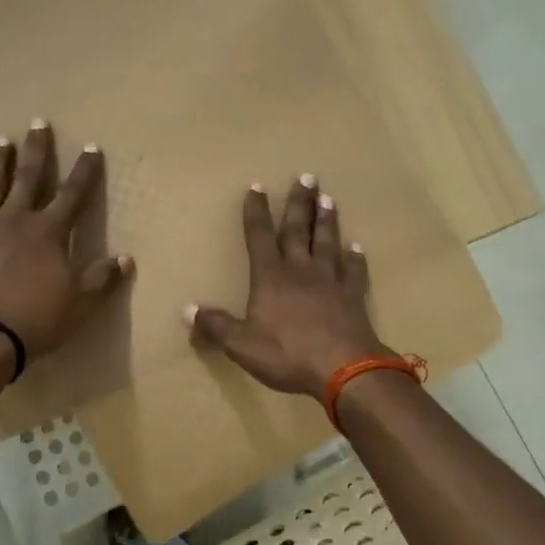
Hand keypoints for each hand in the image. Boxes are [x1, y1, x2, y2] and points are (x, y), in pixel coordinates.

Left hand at [0, 120, 132, 366]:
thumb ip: (102, 278)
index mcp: (48, 231)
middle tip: (38, 122)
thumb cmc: (35, 319)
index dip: (85, 170)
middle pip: (28, 176)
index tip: (91, 146)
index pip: (73, 193)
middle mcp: (15, 219)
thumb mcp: (80, 303)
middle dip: (37, 149)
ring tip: (1, 141)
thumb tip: (126, 258)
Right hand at [188, 174, 386, 396]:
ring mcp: (330, 281)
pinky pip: (354, 271)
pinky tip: (356, 246)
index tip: (257, 187)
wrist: (343, 368)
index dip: (256, 212)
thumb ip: (217, 326)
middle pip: (297, 230)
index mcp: (270, 278)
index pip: (260, 237)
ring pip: (327, 242)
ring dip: (326, 220)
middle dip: (298, 203)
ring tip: (328, 198)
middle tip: (305, 177)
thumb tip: (188, 309)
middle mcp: (300, 270)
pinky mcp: (353, 296)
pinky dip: (355, 258)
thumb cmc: (288, 354)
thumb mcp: (242, 345)